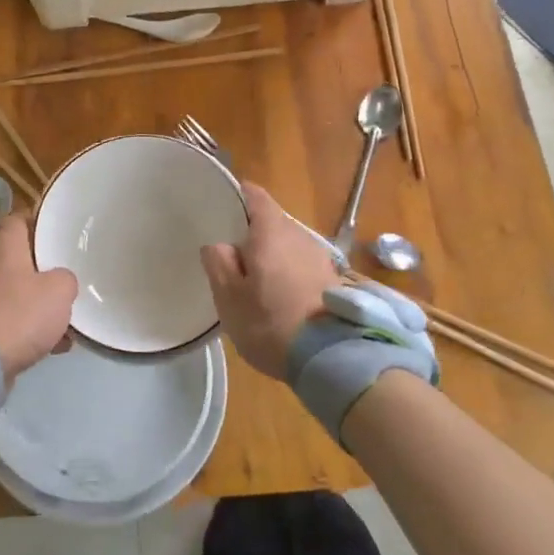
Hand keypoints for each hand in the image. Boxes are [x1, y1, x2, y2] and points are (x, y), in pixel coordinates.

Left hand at [0, 214, 77, 382]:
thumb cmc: (20, 313)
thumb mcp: (60, 290)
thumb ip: (66, 279)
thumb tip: (60, 282)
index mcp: (3, 243)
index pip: (22, 218)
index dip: (42, 221)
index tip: (64, 230)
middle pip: (21, 256)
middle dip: (46, 267)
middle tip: (72, 273)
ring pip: (18, 290)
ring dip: (41, 302)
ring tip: (69, 317)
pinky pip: (12, 318)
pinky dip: (31, 327)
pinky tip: (56, 344)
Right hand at [200, 182, 339, 378]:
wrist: (331, 358)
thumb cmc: (270, 321)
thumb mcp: (229, 296)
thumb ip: (218, 263)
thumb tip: (219, 245)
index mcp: (271, 231)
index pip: (255, 196)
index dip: (238, 196)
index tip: (223, 206)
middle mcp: (300, 235)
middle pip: (273, 222)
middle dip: (254, 233)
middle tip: (233, 255)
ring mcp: (321, 258)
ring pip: (289, 246)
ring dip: (273, 256)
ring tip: (256, 280)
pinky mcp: (334, 282)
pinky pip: (303, 267)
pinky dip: (290, 274)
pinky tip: (281, 297)